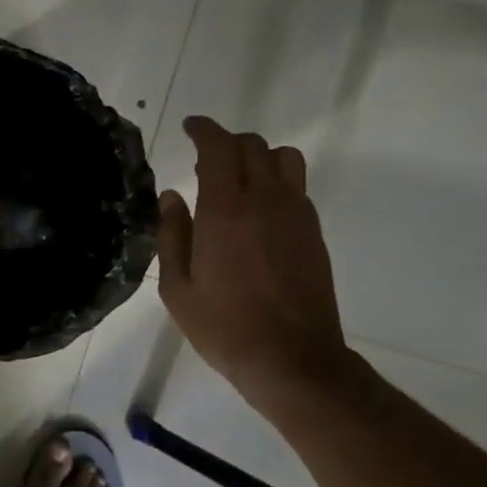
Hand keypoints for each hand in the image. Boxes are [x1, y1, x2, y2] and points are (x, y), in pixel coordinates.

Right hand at [157, 117, 354, 416]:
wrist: (291, 359)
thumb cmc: (224, 327)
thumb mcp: (178, 289)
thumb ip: (172, 235)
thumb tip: (172, 196)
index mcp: (225, 211)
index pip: (219, 147)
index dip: (204, 130)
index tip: (190, 127)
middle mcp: (265, 201)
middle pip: (253, 146)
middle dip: (228, 143)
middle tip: (207, 161)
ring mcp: (296, 214)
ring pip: (284, 158)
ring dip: (259, 156)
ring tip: (240, 179)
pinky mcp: (314, 232)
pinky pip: (298, 187)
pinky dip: (278, 181)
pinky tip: (262, 210)